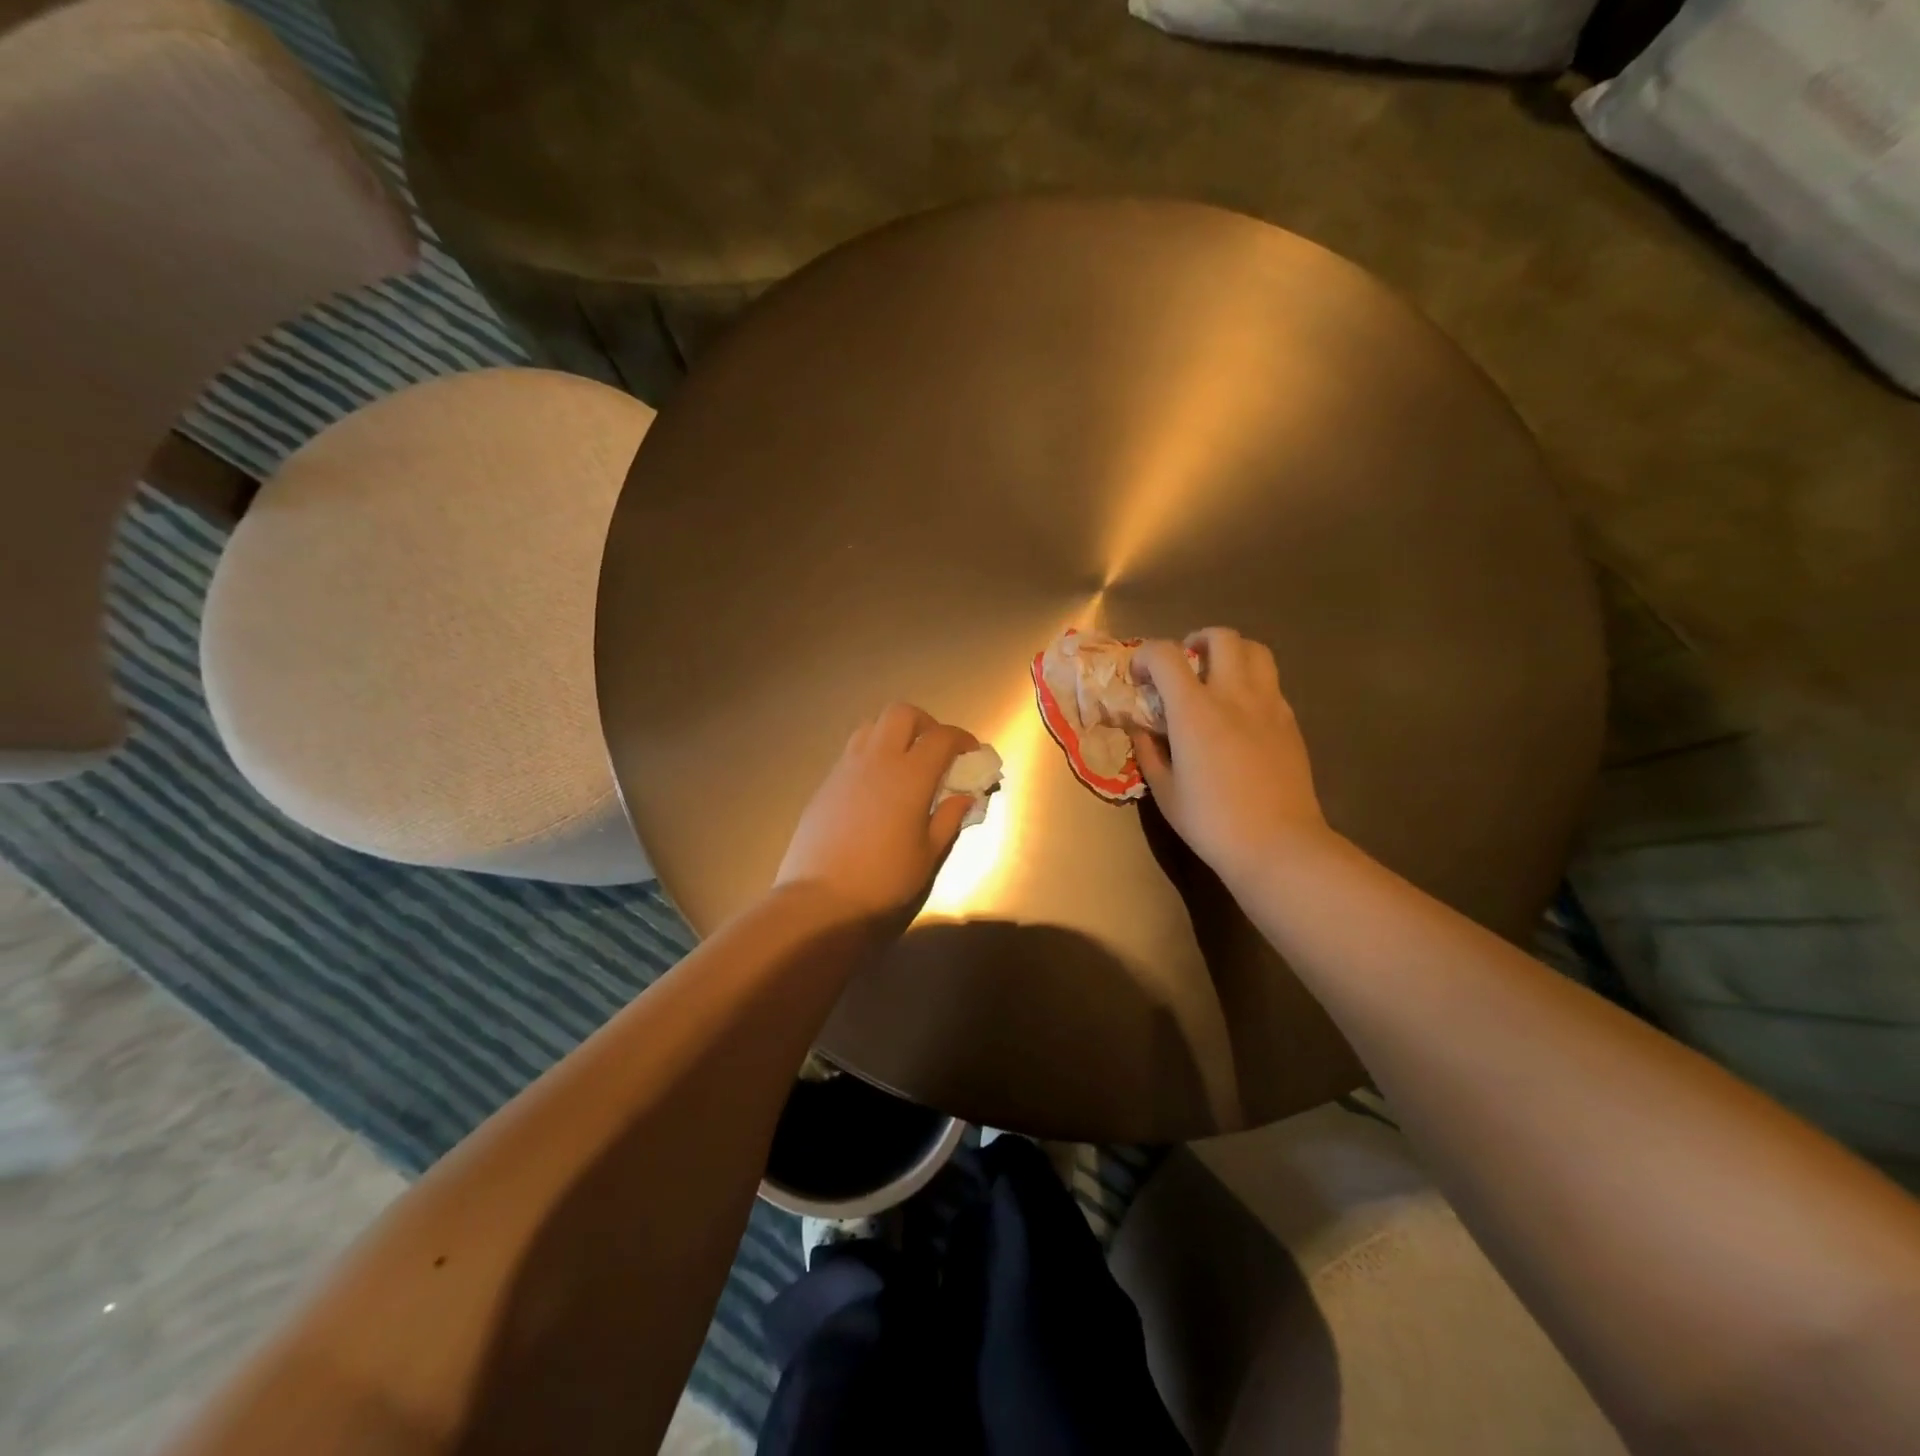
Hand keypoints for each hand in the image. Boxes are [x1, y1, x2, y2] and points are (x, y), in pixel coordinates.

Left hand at [776, 703, 978, 923]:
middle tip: (936, 752)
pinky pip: (853, 751)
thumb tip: (965, 797)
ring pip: (872, 726)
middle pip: (902, 714)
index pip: (941, 737)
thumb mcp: (928, 854)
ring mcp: (846, 767)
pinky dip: (872, 754)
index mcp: (910, 775)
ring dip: (894, 734)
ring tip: (905, 763)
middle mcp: (877, 759)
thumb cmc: (883, 879)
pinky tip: (877, 786)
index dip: (962, 739)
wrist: (820, 897)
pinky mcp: (826, 782)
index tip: (972, 753)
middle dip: (925, 724)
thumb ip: (950, 818)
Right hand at [1129, 628, 1330, 886]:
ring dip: (1232, 652)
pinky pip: (1271, 683)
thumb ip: (1148, 751)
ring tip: (1218, 675)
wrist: (1277, 844)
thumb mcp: (1165, 790)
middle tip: (1184, 663)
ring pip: (1256, 650)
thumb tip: (1141, 728)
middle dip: (1196, 640)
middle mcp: (1233, 695)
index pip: (1165, 656)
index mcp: (1195, 711)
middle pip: (1221, 637)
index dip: (1145, 656)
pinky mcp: (1290, 721)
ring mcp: (1269, 705)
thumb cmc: (1211, 822)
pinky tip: (1241, 711)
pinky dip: (1252, 681)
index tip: (1139, 675)